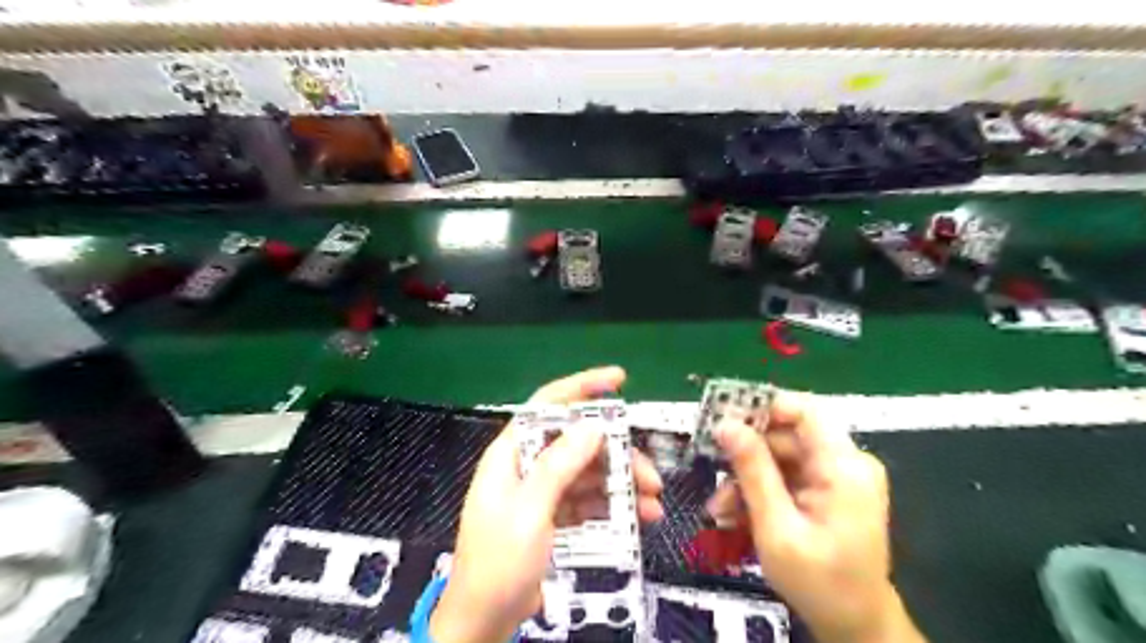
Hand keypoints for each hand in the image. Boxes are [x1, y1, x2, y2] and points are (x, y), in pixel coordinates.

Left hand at [430, 367, 663, 642]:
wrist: (484, 621)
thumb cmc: (498, 562)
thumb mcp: (529, 510)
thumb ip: (559, 465)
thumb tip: (592, 426)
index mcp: (513, 453)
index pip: (547, 406)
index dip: (582, 387)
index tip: (619, 379)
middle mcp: (529, 466)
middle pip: (578, 443)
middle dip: (616, 454)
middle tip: (649, 475)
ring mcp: (543, 492)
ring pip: (589, 473)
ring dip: (621, 484)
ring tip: (652, 503)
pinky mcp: (555, 516)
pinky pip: (589, 501)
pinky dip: (613, 507)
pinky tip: (639, 519)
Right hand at [709, 391, 930, 642]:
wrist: (856, 627)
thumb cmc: (819, 582)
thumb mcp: (776, 527)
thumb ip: (752, 471)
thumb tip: (726, 425)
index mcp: (844, 467)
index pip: (803, 410)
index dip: (762, 409)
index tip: (723, 423)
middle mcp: (846, 462)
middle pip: (786, 436)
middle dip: (746, 456)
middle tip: (713, 476)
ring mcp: (839, 476)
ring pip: (781, 457)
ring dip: (748, 479)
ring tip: (721, 510)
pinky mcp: (829, 489)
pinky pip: (788, 475)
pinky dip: (762, 491)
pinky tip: (738, 515)